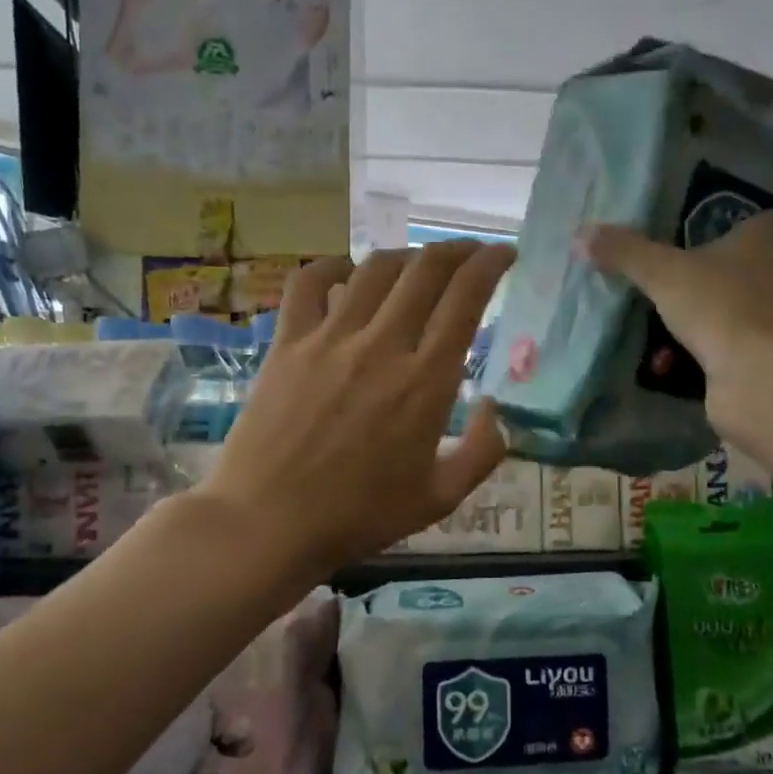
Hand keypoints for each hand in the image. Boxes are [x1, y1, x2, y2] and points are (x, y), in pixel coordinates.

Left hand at [197, 241, 514, 576]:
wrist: (268, 523)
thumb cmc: (358, 515)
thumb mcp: (440, 498)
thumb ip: (482, 452)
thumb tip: (499, 410)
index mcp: (425, 382)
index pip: (465, 298)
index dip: (490, 264)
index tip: (505, 255)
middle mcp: (381, 345)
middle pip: (425, 270)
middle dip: (457, 250)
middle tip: (470, 253)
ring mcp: (330, 338)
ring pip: (375, 268)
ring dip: (406, 255)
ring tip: (419, 265)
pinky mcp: (287, 342)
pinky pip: (309, 282)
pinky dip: (333, 266)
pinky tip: (347, 272)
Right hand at [579, 192, 772, 437]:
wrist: (754, 376)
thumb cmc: (719, 306)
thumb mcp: (663, 274)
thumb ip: (625, 253)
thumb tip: (581, 234)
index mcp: (769, 239)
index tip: (765, 204)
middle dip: (772, 252)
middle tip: (733, 251)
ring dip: (753, 295)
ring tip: (713, 296)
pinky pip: (754, 335)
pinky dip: (734, 337)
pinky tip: (702, 343)